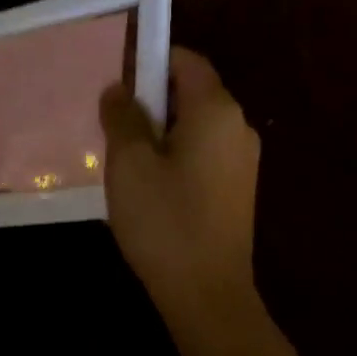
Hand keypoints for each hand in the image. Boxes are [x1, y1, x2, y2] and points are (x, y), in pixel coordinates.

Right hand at [99, 47, 261, 322]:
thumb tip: (119, 89)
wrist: (208, 295)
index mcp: (216, 110)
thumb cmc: (165, 220)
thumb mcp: (129, 163)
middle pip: (192, 91)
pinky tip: (150, 183)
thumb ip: (122, 117)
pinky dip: (177, 153)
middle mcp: (238, 126)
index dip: (151, 61)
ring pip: (196, 124)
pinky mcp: (238, 188)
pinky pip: (204, 152)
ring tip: (125, 155)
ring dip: (161, 129)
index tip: (118, 80)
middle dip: (152, 99)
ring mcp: (243, 159)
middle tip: (113, 121)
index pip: (186, 61)